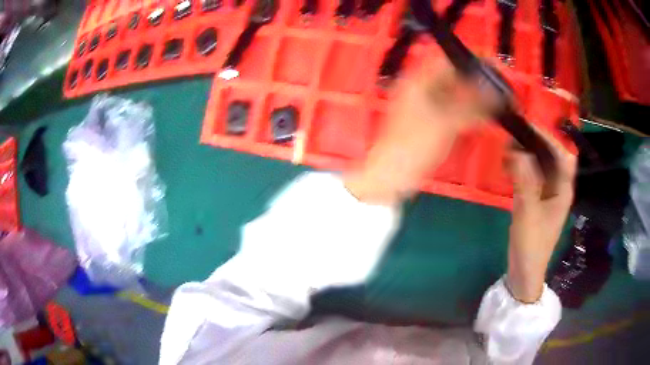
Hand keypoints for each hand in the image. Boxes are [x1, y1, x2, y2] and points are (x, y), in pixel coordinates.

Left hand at [344, 60, 493, 205]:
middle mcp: (420, 88)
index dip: (472, 61)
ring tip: (499, 101)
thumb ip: (471, 104)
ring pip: (456, 93)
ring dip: (476, 96)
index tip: (494, 67)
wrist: (391, 176)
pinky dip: (469, 111)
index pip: (448, 60)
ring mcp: (425, 105)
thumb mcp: (444, 123)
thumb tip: (495, 90)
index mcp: (417, 81)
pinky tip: (486, 116)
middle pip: (454, 76)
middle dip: (478, 80)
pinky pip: (453, 109)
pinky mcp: (430, 121)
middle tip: (501, 87)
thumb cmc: (413, 146)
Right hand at [506, 130, 576, 302]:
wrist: (524, 269)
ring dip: (526, 153)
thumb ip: (524, 182)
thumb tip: (517, 150)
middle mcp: (558, 186)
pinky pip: (531, 174)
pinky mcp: (536, 197)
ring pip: (540, 163)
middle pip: (551, 155)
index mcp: (563, 188)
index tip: (529, 126)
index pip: (563, 154)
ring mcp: (547, 191)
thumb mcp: (528, 213)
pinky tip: (509, 163)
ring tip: (509, 147)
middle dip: (535, 142)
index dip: (549, 137)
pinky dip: (521, 166)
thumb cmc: (532, 244)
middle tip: (514, 134)